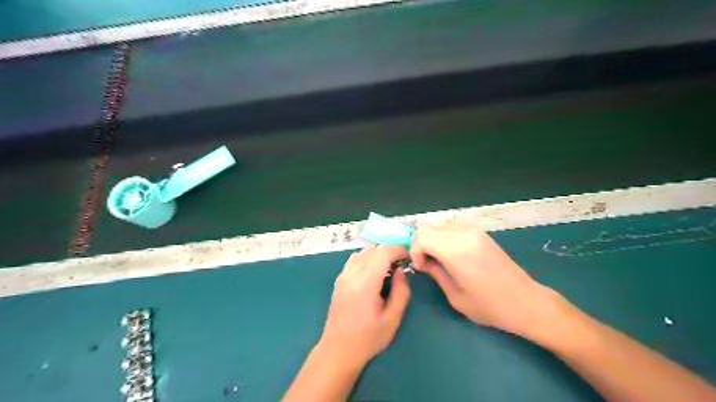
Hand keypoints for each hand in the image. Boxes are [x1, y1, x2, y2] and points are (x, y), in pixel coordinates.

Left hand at [320, 246, 414, 367]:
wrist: (338, 350)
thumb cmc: (368, 338)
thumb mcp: (392, 318)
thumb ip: (401, 291)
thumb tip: (401, 271)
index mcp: (365, 282)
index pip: (382, 253)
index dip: (398, 250)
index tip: (408, 258)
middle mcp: (351, 274)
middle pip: (372, 249)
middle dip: (388, 252)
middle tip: (400, 265)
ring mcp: (342, 276)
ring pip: (361, 252)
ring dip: (376, 255)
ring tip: (387, 270)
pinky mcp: (338, 280)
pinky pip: (354, 260)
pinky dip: (366, 259)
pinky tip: (372, 275)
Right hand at [412, 222, 561, 340]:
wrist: (526, 301)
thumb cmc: (490, 306)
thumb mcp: (455, 296)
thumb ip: (435, 273)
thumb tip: (424, 261)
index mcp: (457, 250)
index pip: (422, 236)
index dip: (415, 250)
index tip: (421, 267)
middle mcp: (464, 233)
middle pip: (428, 227)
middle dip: (421, 244)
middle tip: (427, 264)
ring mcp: (474, 231)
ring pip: (439, 225)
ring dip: (433, 240)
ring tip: (439, 260)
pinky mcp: (481, 233)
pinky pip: (453, 228)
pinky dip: (444, 238)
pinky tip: (451, 255)